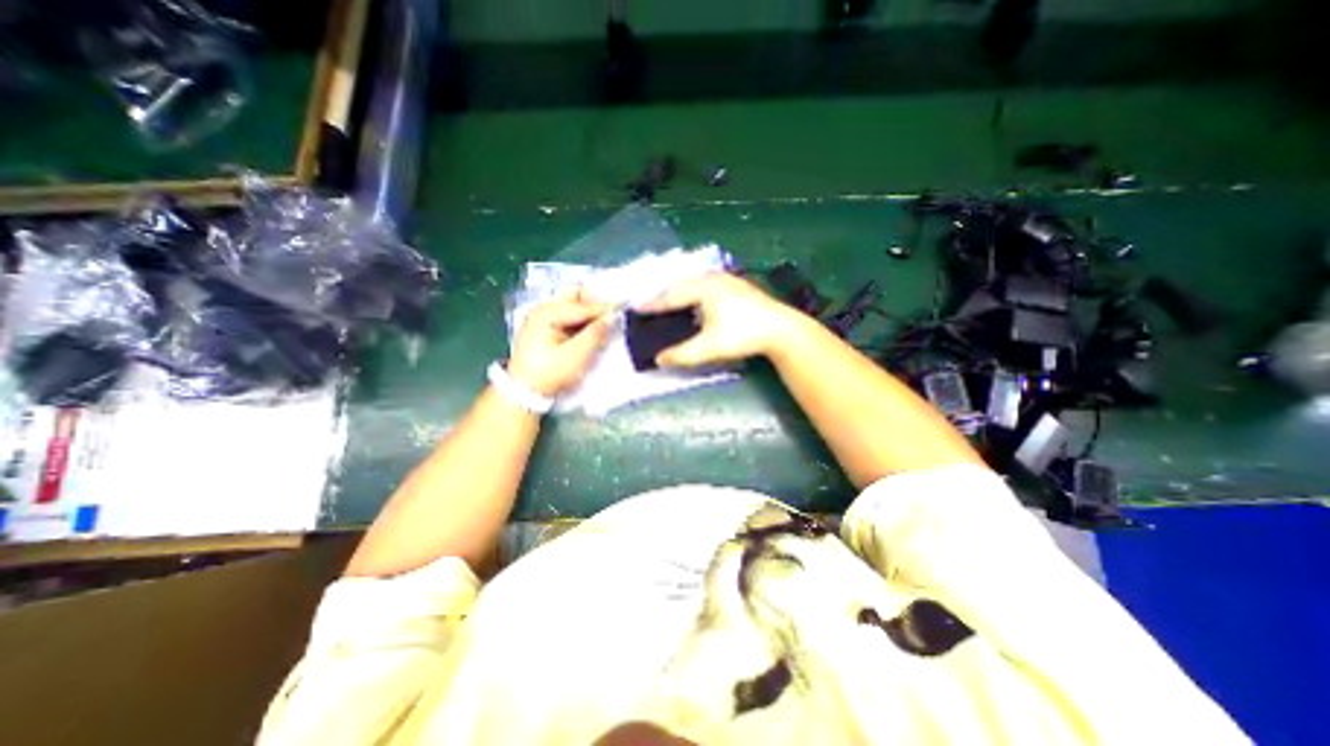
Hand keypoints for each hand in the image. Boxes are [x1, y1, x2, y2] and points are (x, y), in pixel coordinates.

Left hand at [510, 288, 612, 395]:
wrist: (525, 391)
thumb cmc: (550, 372)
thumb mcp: (576, 355)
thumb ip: (595, 333)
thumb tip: (611, 317)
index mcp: (546, 313)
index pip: (582, 305)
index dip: (603, 308)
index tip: (622, 310)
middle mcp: (543, 309)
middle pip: (574, 297)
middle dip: (594, 304)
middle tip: (610, 316)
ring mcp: (541, 318)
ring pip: (571, 306)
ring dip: (588, 313)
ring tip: (603, 325)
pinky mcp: (544, 328)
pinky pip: (567, 317)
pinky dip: (580, 321)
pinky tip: (590, 331)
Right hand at [634, 272, 799, 366]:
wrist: (781, 330)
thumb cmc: (742, 335)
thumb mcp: (709, 347)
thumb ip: (682, 354)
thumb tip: (658, 359)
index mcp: (703, 288)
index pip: (671, 297)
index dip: (653, 304)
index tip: (636, 308)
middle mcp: (713, 279)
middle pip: (682, 285)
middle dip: (665, 295)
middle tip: (650, 305)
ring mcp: (728, 280)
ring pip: (695, 283)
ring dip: (680, 292)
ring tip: (670, 302)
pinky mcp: (738, 286)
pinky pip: (707, 285)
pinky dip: (695, 293)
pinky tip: (697, 301)